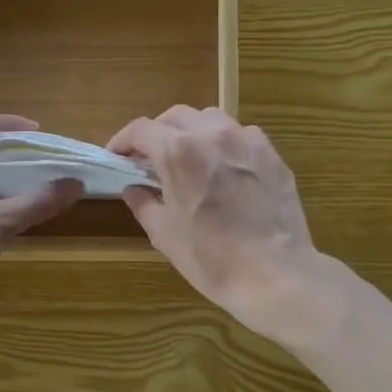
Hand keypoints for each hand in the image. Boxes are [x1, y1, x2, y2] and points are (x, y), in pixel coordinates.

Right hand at [108, 107, 323, 334]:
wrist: (274, 274)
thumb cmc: (211, 258)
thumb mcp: (165, 234)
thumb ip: (144, 204)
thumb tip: (133, 189)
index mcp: (178, 152)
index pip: (141, 129)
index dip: (123, 140)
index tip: (117, 156)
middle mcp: (211, 134)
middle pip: (175, 116)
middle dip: (157, 132)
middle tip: (149, 158)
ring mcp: (246, 141)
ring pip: (211, 119)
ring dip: (191, 131)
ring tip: (188, 156)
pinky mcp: (272, 154)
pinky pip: (241, 135)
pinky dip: (224, 143)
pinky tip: (224, 167)